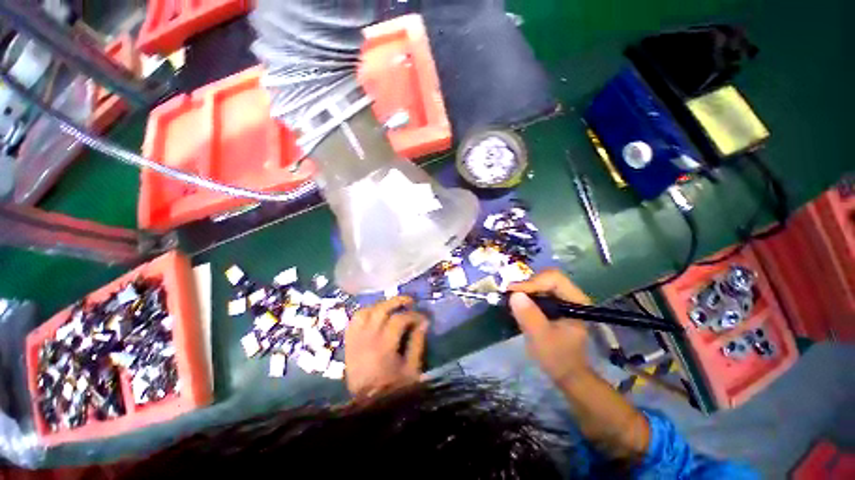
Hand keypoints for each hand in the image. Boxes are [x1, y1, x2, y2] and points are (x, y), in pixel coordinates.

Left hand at [344, 296, 428, 397]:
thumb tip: (423, 322)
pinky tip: (374, 315)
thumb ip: (417, 343)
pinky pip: (353, 321)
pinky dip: (365, 314)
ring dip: (380, 305)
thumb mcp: (412, 370)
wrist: (367, 411)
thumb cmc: (393, 392)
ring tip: (392, 307)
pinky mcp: (349, 345)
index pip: (399, 319)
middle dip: (397, 300)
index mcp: (383, 348)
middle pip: (380, 309)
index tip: (423, 317)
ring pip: (364, 311)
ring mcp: (355, 341)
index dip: (413, 315)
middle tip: (409, 301)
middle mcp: (366, 340)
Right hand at [507, 269, 591, 382]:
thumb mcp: (541, 338)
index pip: (554, 279)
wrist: (567, 374)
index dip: (532, 282)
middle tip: (511, 294)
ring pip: (541, 282)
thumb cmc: (558, 357)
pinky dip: (526, 294)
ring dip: (525, 288)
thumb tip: (514, 294)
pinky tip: (518, 303)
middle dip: (527, 283)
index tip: (513, 293)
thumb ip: (529, 316)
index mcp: (575, 301)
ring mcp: (562, 299)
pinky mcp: (554, 304)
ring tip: (512, 298)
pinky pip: (538, 291)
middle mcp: (570, 295)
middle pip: (546, 277)